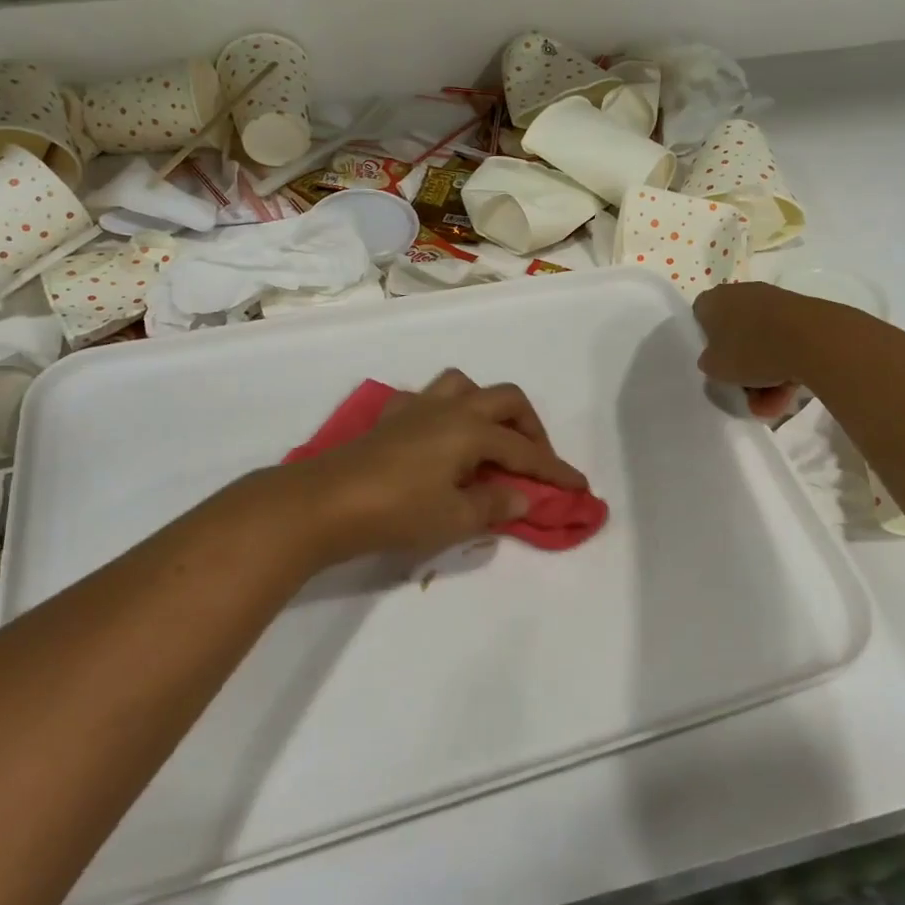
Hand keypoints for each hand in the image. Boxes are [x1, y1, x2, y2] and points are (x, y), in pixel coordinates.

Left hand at [276, 371, 586, 565]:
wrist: (324, 502)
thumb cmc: (395, 511)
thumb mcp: (453, 518)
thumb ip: (494, 505)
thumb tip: (523, 497)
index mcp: (471, 430)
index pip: (525, 450)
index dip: (555, 470)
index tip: (580, 487)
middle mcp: (450, 408)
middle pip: (504, 399)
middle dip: (530, 427)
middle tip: (535, 461)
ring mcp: (417, 408)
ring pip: (465, 386)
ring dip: (488, 408)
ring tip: (491, 441)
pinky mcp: (390, 418)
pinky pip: (429, 400)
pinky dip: (447, 412)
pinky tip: (441, 440)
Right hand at [693, 282, 809, 418]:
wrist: (813, 340)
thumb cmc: (751, 351)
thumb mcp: (715, 369)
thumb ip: (709, 363)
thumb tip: (717, 359)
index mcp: (714, 300)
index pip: (699, 317)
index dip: (705, 342)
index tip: (715, 364)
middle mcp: (742, 294)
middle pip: (734, 334)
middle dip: (740, 367)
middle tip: (745, 392)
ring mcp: (774, 301)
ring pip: (762, 343)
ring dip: (765, 375)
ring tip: (774, 404)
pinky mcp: (802, 313)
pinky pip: (785, 343)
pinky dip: (785, 366)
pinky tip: (790, 392)